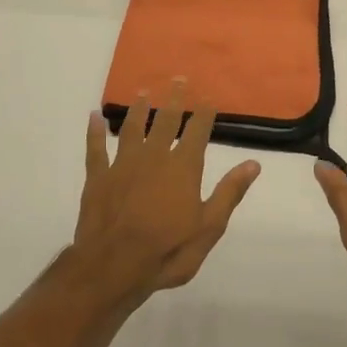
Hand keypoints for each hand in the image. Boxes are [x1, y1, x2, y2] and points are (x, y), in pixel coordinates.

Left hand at [69, 79, 260, 304]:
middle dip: (173, 99)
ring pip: (131, 128)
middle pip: (165, 121)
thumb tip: (254, 163)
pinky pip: (95, 149)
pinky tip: (93, 117)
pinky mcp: (97, 178)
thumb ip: (229, 192)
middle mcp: (153, 157)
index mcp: (183, 168)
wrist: (114, 266)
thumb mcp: (209, 227)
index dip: (204, 113)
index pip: (197, 132)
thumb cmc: (168, 250)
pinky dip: (94, 132)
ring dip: (137, 109)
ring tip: (142, 93)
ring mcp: (122, 165)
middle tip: (177, 79)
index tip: (209, 97)